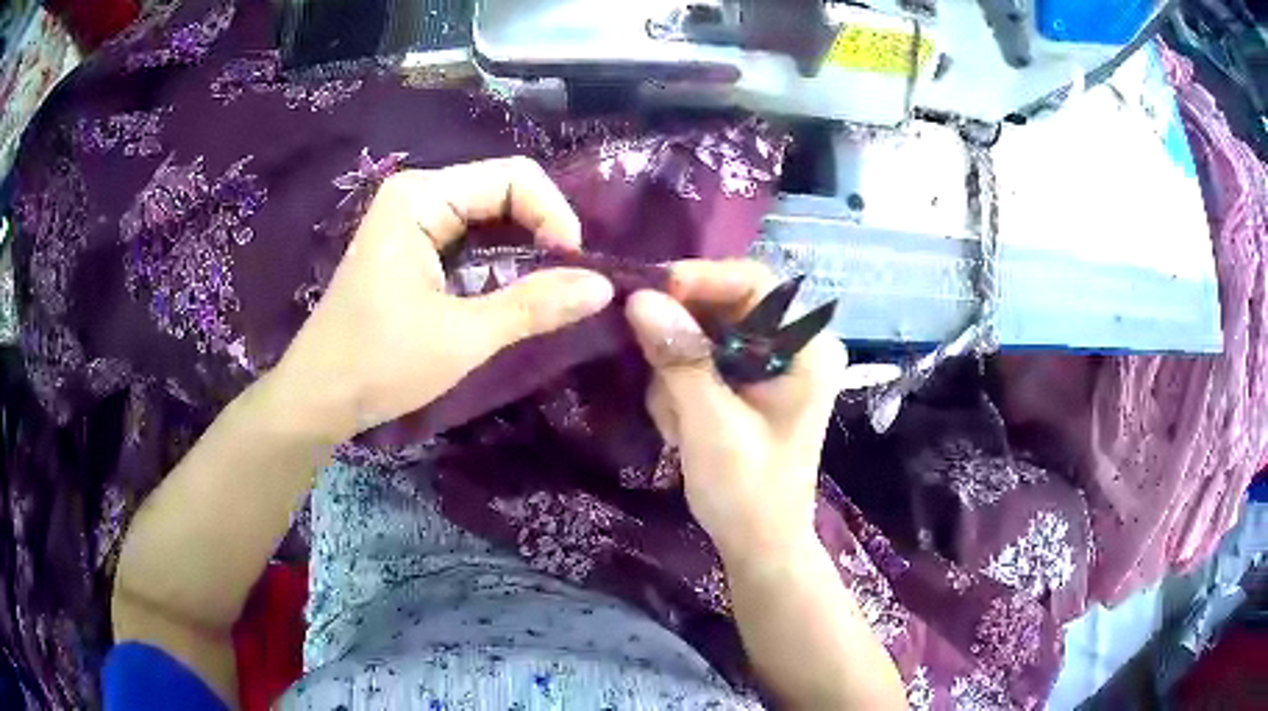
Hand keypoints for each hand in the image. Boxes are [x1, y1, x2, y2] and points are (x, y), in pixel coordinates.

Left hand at [269, 158, 614, 442]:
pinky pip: (470, 238)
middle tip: (572, 281)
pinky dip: (500, 260)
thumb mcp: (462, 337)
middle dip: (544, 230)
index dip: (554, 214)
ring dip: (526, 247)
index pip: (513, 177)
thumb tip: (604, 286)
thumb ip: (534, 306)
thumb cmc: (379, 363)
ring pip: (490, 215)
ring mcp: (412, 219)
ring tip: (554, 287)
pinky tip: (517, 290)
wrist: (318, 398)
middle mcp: (418, 194)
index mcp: (422, 197)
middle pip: (503, 190)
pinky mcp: (412, 247)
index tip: (575, 266)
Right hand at [626, 261, 846, 563]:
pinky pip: (699, 359)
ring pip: (703, 333)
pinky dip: (679, 387)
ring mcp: (768, 364)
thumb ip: (680, 360)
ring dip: (676, 372)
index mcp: (806, 349)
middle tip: (648, 363)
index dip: (703, 279)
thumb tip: (640, 299)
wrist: (758, 544)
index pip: (756, 284)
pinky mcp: (746, 382)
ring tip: (677, 421)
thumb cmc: (748, 491)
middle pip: (725, 305)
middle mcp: (792, 345)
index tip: (650, 292)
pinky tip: (681, 426)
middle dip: (682, 339)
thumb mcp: (712, 425)